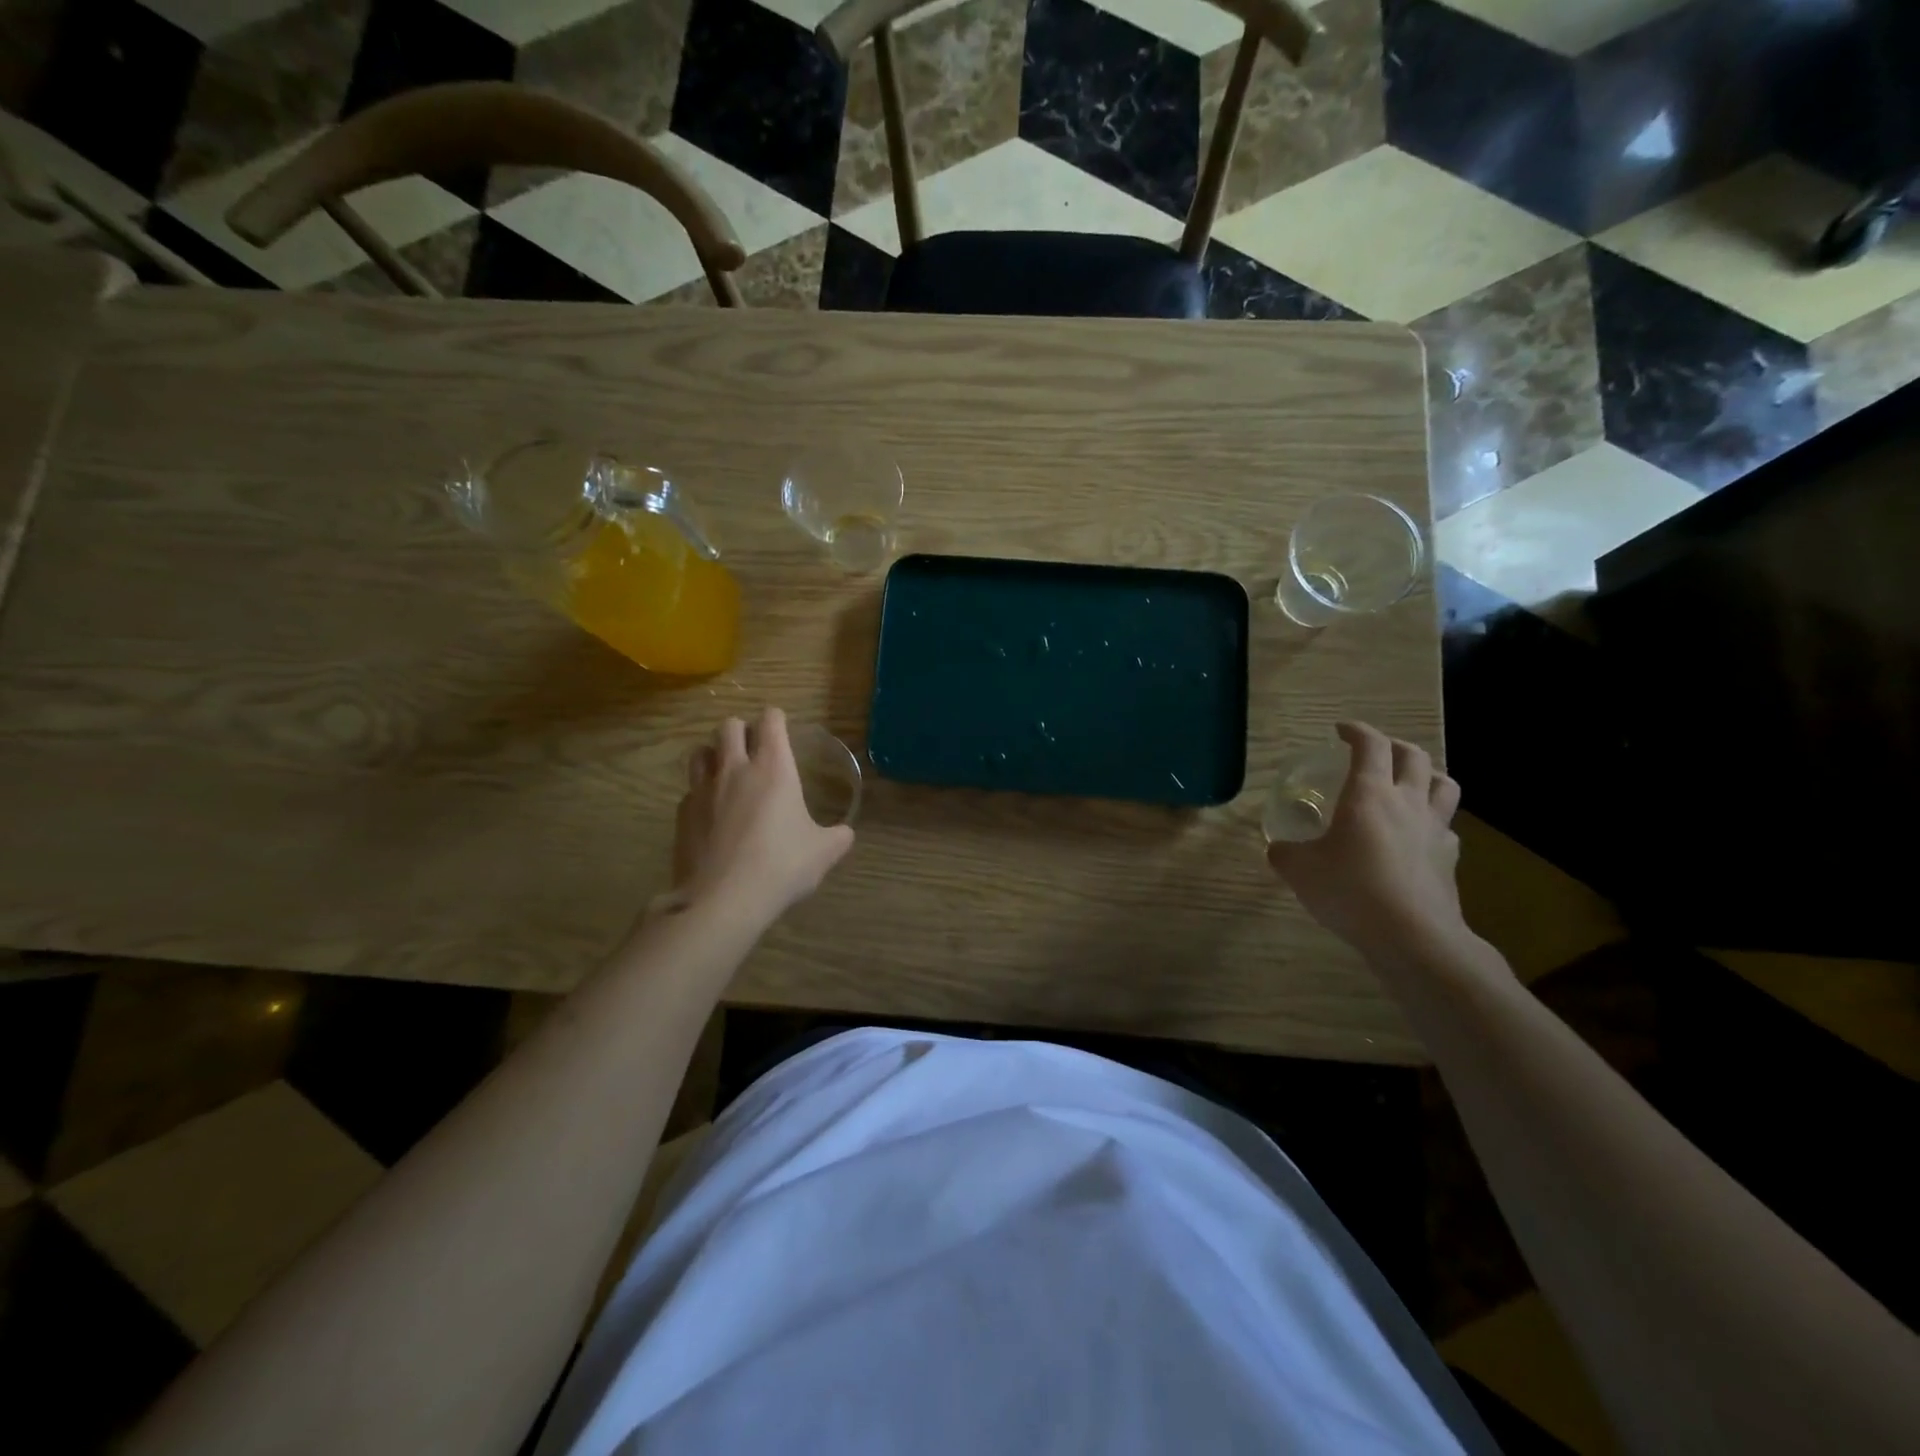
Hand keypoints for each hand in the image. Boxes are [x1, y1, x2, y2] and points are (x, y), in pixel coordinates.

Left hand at [673, 708, 854, 924]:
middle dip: (742, 730)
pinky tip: (712, 814)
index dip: (776, 718)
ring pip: (700, 752)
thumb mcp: (823, 853)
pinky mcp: (682, 815)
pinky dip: (701, 792)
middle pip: (729, 726)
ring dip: (714, 754)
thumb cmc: (781, 866)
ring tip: (727, 772)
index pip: (770, 720)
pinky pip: (690, 790)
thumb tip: (846, 833)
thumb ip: (837, 837)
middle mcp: (735, 769)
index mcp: (773, 768)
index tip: (781, 727)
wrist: (723, 899)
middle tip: (754, 749)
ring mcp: (703, 790)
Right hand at [1266, 722, 1471, 967]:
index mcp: (1369, 794)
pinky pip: (1446, 827)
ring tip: (1409, 783)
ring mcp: (1434, 829)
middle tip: (1374, 752)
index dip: (1356, 731)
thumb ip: (1285, 852)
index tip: (1340, 730)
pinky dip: (1433, 822)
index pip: (1370, 745)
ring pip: (1444, 784)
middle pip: (1413, 756)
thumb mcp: (1299, 870)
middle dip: (1393, 746)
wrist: (1412, 936)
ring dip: (1426, 775)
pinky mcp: (1449, 858)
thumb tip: (1279, 849)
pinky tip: (1417, 836)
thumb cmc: (1350, 891)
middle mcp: (1406, 802)